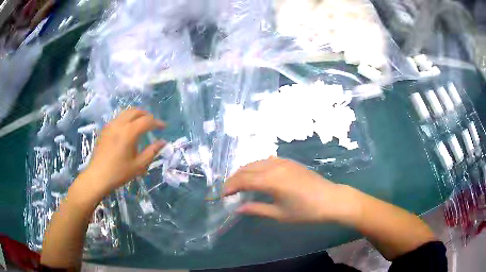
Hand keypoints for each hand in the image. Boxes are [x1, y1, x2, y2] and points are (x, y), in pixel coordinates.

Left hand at [83, 109, 165, 194]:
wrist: (98, 176)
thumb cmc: (119, 172)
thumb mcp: (139, 165)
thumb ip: (152, 151)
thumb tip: (163, 142)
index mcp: (129, 132)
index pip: (147, 121)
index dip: (157, 122)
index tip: (164, 127)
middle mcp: (120, 124)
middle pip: (136, 111)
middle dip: (146, 115)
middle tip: (153, 123)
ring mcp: (111, 125)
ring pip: (126, 112)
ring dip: (136, 114)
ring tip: (141, 123)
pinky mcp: (105, 129)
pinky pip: (118, 118)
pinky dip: (126, 118)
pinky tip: (127, 128)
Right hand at [224, 157, 355, 222]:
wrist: (331, 199)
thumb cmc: (306, 211)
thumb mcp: (279, 214)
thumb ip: (256, 209)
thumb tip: (237, 209)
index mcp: (270, 180)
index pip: (243, 180)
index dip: (230, 187)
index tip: (222, 195)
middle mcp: (274, 166)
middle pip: (247, 169)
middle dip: (234, 178)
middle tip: (228, 190)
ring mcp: (283, 162)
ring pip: (256, 162)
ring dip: (244, 171)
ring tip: (239, 183)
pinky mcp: (289, 162)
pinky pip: (266, 160)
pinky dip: (256, 167)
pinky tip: (256, 175)